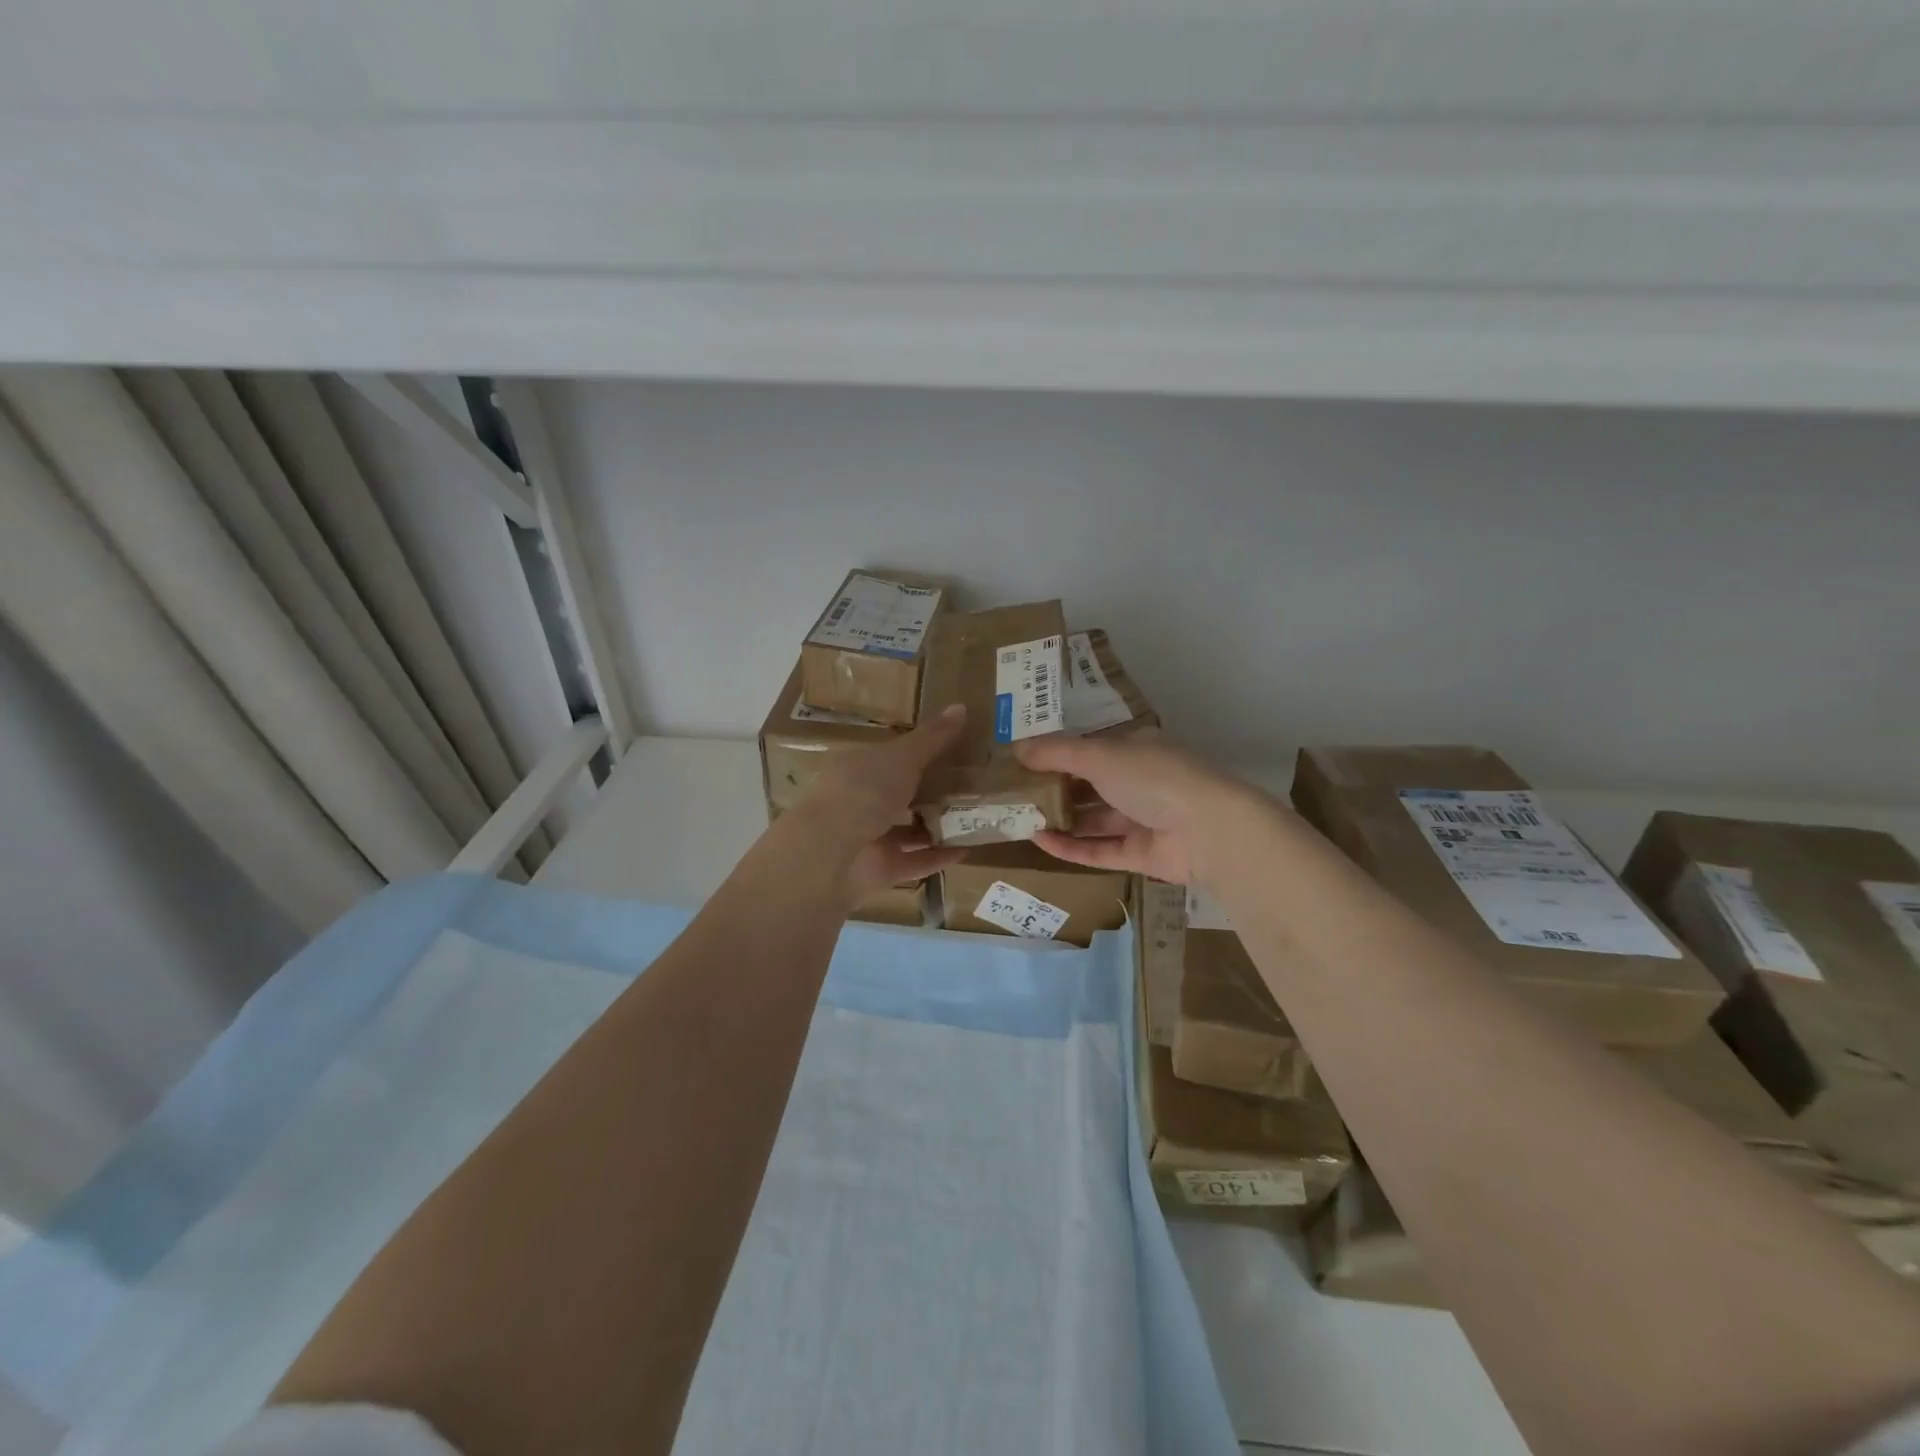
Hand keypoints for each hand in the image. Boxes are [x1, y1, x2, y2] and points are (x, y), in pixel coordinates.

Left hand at [796, 704, 969, 902]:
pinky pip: (915, 862)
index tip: (953, 751)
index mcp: (858, 768)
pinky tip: (967, 850)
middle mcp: (861, 802)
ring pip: (908, 830)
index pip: (890, 757)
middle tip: (972, 785)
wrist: (832, 852)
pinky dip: (939, 857)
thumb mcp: (903, 756)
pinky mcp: (881, 870)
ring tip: (976, 817)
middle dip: (931, 791)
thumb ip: (933, 738)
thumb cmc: (864, 790)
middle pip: (900, 794)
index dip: (919, 752)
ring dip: (937, 826)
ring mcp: (869, 838)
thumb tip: (962, 706)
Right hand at [1013, 734, 1253, 884]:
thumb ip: (1056, 752)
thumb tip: (1017, 748)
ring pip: (1094, 819)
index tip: (1023, 761)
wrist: (1208, 831)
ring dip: (1060, 818)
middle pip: (1090, 785)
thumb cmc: (1153, 778)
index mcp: (1136, 750)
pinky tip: (1040, 841)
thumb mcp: (1099, 755)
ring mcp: (1143, 820)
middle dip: (1055, 788)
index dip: (1058, 753)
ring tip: (1021, 818)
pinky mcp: (1141, 855)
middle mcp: (1140, 782)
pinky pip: (1100, 849)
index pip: (1091, 749)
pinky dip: (1072, 846)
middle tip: (1015, 793)